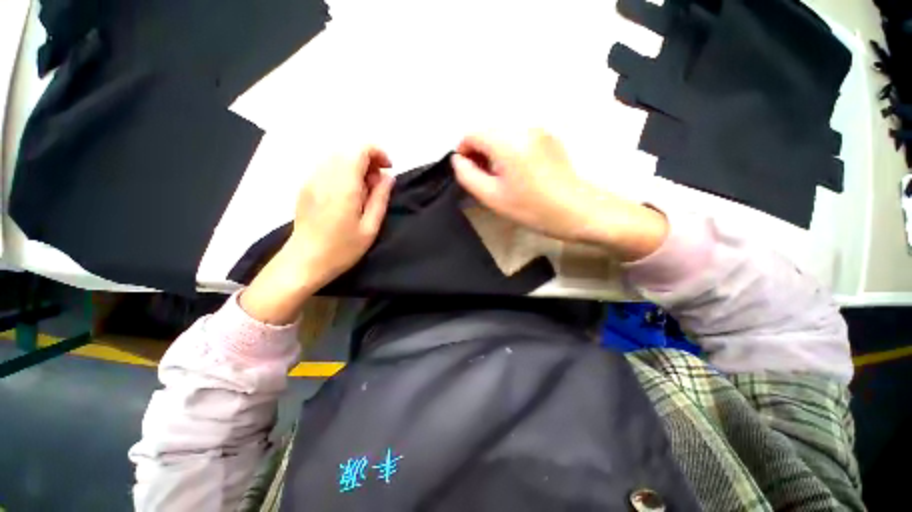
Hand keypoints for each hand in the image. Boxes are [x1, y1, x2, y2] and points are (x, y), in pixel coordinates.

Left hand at [241, 146, 393, 324]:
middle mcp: (325, 176)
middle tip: (377, 184)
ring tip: (363, 191)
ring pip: (337, 157)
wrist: (305, 261)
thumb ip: (380, 198)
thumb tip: (388, 177)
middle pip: (348, 150)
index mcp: (344, 186)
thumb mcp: (370, 227)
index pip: (360, 149)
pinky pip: (327, 167)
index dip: (378, 153)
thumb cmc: (342, 249)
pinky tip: (347, 194)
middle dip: (368, 160)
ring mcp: (312, 179)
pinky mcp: (306, 186)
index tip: (387, 170)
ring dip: (356, 166)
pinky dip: (343, 172)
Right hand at [451, 128, 667, 260]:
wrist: (576, 211)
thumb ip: (467, 175)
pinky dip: (510, 151)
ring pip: (503, 135)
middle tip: (485, 179)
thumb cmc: (531, 208)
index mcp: (507, 141)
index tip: (468, 173)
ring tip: (502, 178)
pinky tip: (518, 173)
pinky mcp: (548, 138)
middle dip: (479, 153)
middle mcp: (523, 127)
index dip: (464, 152)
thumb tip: (458, 159)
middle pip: (488, 132)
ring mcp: (539, 131)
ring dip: (494, 153)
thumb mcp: (492, 197)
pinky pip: (519, 139)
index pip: (472, 134)